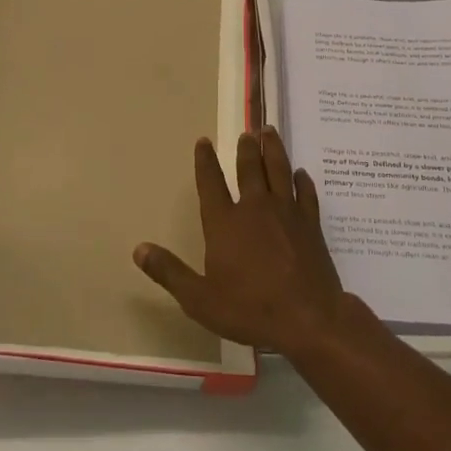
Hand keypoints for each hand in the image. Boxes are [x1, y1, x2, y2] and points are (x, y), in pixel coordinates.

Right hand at [134, 128, 348, 356]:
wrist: (308, 318)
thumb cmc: (250, 309)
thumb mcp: (199, 299)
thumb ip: (169, 272)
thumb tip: (139, 249)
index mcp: (224, 223)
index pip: (211, 183)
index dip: (205, 161)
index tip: (204, 141)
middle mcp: (255, 209)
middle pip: (250, 169)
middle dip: (246, 149)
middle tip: (248, 132)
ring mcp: (287, 213)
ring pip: (279, 171)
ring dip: (273, 150)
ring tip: (270, 132)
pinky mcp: (311, 225)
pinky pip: (306, 194)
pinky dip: (303, 181)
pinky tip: (302, 174)